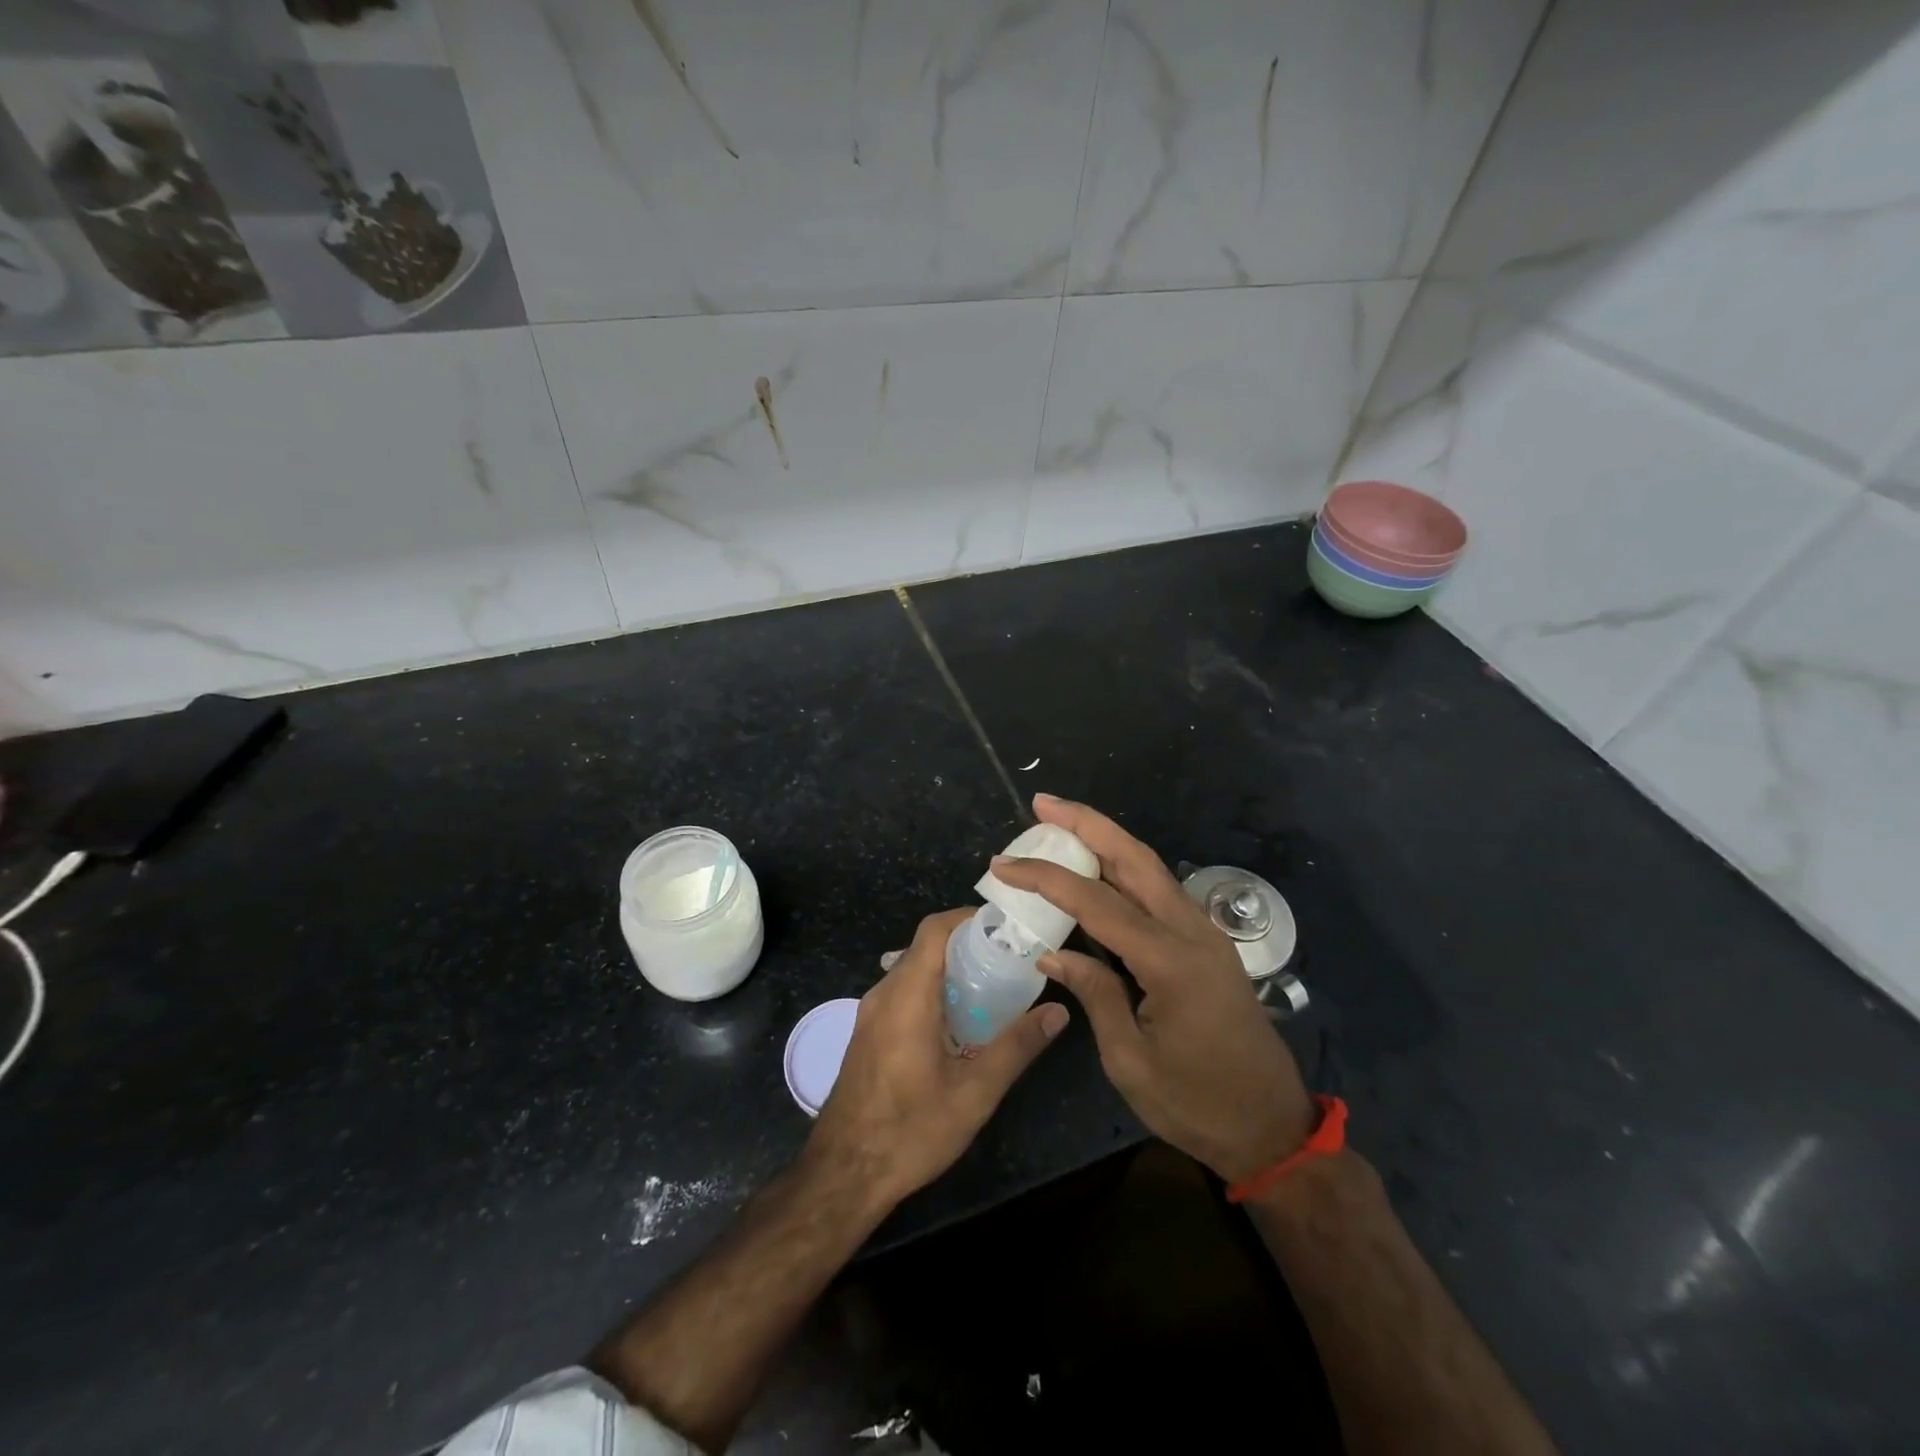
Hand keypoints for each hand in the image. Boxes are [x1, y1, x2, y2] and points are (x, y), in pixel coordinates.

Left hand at [806, 907, 1067, 1207]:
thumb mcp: (974, 1093)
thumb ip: (1017, 1047)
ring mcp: (870, 1014)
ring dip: (949, 971)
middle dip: (967, 946)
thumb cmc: (910, 1131)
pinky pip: (902, 994)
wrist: (843, 1175)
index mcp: (907, 996)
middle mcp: (883, 994)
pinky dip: (932, 992)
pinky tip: (959, 1023)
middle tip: (1010, 961)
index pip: (934, 930)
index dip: (968, 918)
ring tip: (991, 989)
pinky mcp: (867, 1034)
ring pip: (913, 971)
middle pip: (925, 948)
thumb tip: (1058, 1012)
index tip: (1005, 928)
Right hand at [991, 795, 1314, 1183]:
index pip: (1097, 902)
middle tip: (1043, 803)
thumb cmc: (1197, 1104)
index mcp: (1170, 961)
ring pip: (1150, 869)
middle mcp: (1191, 932)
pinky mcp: (1206, 945)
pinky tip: (1097, 873)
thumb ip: (1095, 994)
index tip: (1004, 864)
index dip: (1046, 878)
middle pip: (1135, 858)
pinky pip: (1159, 893)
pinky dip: (1123, 871)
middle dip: (1088, 823)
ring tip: (1061, 824)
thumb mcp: (1130, 1060)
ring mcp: (1204, 935)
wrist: (1271, 1128)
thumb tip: (1053, 952)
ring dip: (1106, 840)